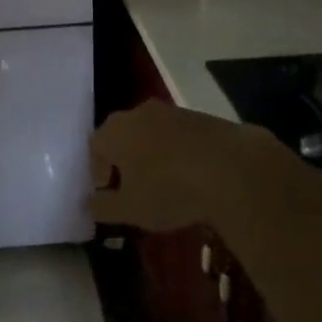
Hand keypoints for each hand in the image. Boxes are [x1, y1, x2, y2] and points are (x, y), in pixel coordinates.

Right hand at [89, 102, 306, 233]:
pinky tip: (191, 176)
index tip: (111, 194)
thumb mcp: (130, 210)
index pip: (95, 148)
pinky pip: (178, 135)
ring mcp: (172, 111)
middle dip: (124, 161)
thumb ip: (103, 208)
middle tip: (134, 188)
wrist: (233, 168)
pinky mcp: (201, 116)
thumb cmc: (169, 189)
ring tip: (165, 184)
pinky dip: (177, 152)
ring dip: (152, 155)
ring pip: (151, 133)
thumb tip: (89, 204)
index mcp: (115, 131)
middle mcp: (138, 113)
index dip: (99, 172)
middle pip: (122, 135)